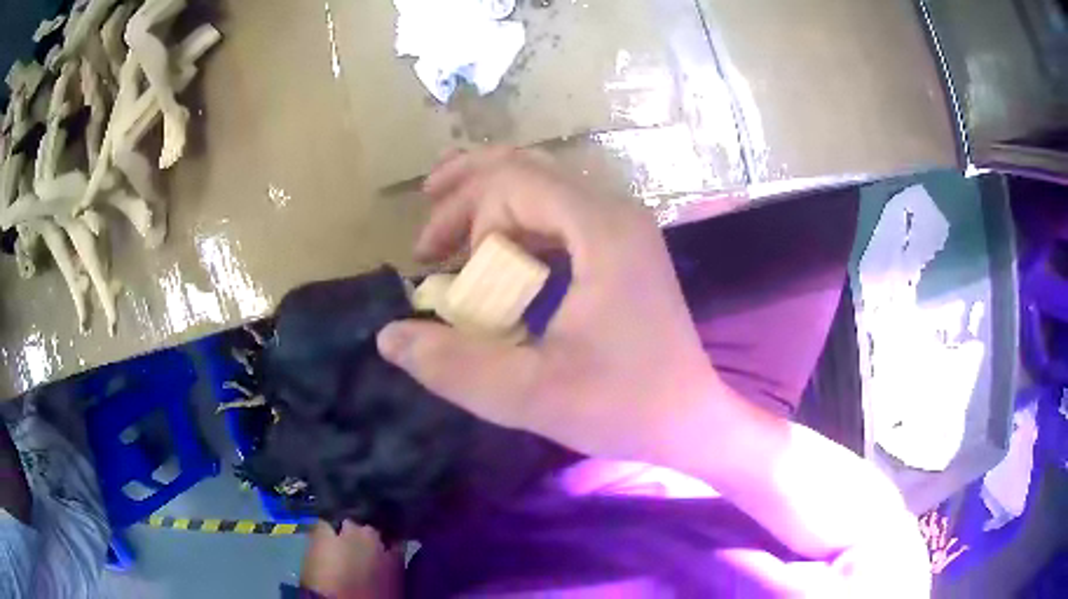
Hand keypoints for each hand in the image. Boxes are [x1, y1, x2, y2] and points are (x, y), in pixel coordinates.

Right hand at [377, 147, 723, 460]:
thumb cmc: (623, 408)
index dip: (465, 219)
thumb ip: (454, 365)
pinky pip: (557, 210)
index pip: (511, 183)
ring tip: (446, 235)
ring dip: (486, 201)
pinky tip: (494, 252)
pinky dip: (515, 221)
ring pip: (540, 183)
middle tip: (426, 243)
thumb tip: (388, 336)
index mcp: (602, 230)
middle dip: (464, 195)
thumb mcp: (530, 395)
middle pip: (524, 169)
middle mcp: (614, 211)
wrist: (689, 417)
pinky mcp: (621, 244)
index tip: (448, 274)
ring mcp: (622, 224)